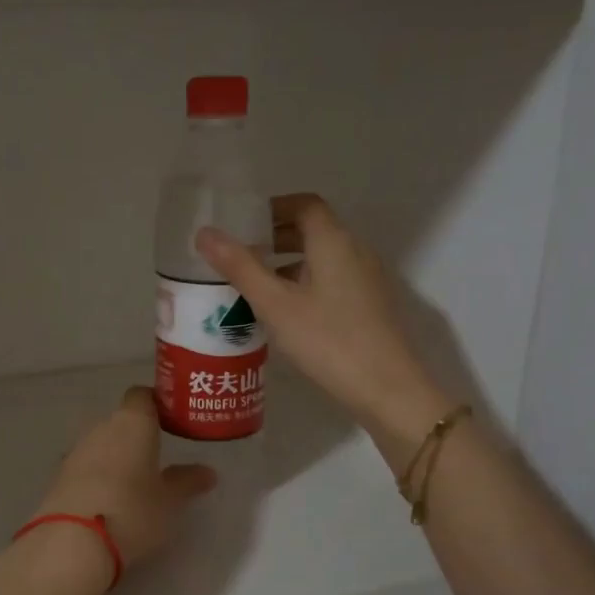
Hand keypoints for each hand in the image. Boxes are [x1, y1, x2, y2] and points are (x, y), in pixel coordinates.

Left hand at [32, 387, 216, 583]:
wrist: (72, 542)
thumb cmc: (133, 511)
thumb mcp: (170, 501)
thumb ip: (187, 482)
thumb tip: (207, 472)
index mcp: (132, 422)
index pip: (142, 395)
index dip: (156, 404)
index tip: (171, 421)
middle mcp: (101, 428)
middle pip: (120, 421)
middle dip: (137, 436)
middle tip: (157, 458)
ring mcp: (76, 451)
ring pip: (101, 444)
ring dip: (116, 457)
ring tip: (134, 484)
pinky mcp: (59, 476)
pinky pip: (86, 467)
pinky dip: (98, 477)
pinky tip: (109, 501)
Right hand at [196, 194, 444, 447]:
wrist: (388, 390)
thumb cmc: (328, 341)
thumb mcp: (275, 304)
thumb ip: (240, 267)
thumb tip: (205, 233)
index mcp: (334, 242)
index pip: (304, 205)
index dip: (273, 208)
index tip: (243, 226)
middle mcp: (355, 252)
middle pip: (314, 230)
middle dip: (276, 237)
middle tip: (241, 256)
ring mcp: (366, 280)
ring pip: (322, 258)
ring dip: (289, 264)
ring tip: (255, 287)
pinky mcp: (370, 306)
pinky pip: (332, 280)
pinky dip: (305, 284)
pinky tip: (285, 314)